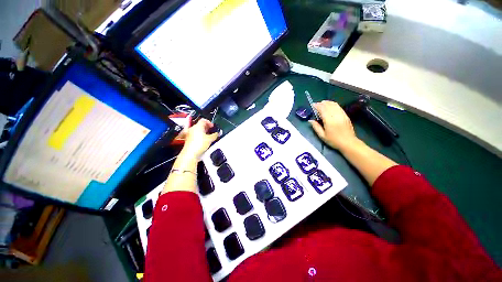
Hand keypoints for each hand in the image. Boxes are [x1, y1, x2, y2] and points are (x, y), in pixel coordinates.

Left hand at [181, 119, 218, 159]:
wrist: (190, 153)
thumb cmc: (199, 144)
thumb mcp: (210, 139)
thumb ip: (215, 135)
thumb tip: (217, 133)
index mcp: (198, 126)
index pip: (203, 120)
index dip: (209, 122)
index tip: (212, 126)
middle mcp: (192, 128)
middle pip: (200, 125)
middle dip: (207, 127)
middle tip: (212, 131)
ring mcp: (189, 134)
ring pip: (198, 130)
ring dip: (203, 132)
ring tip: (209, 136)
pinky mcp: (188, 139)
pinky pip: (195, 135)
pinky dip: (200, 136)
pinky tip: (204, 141)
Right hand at [309, 100, 359, 150]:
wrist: (348, 143)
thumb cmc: (334, 140)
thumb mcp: (322, 136)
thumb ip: (316, 127)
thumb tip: (310, 120)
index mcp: (329, 121)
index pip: (323, 109)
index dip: (317, 106)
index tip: (313, 105)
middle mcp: (336, 116)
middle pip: (328, 105)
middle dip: (322, 103)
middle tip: (316, 104)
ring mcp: (342, 115)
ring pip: (334, 105)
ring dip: (328, 103)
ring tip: (323, 103)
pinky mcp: (346, 115)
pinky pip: (339, 107)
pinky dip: (333, 104)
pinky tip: (330, 106)